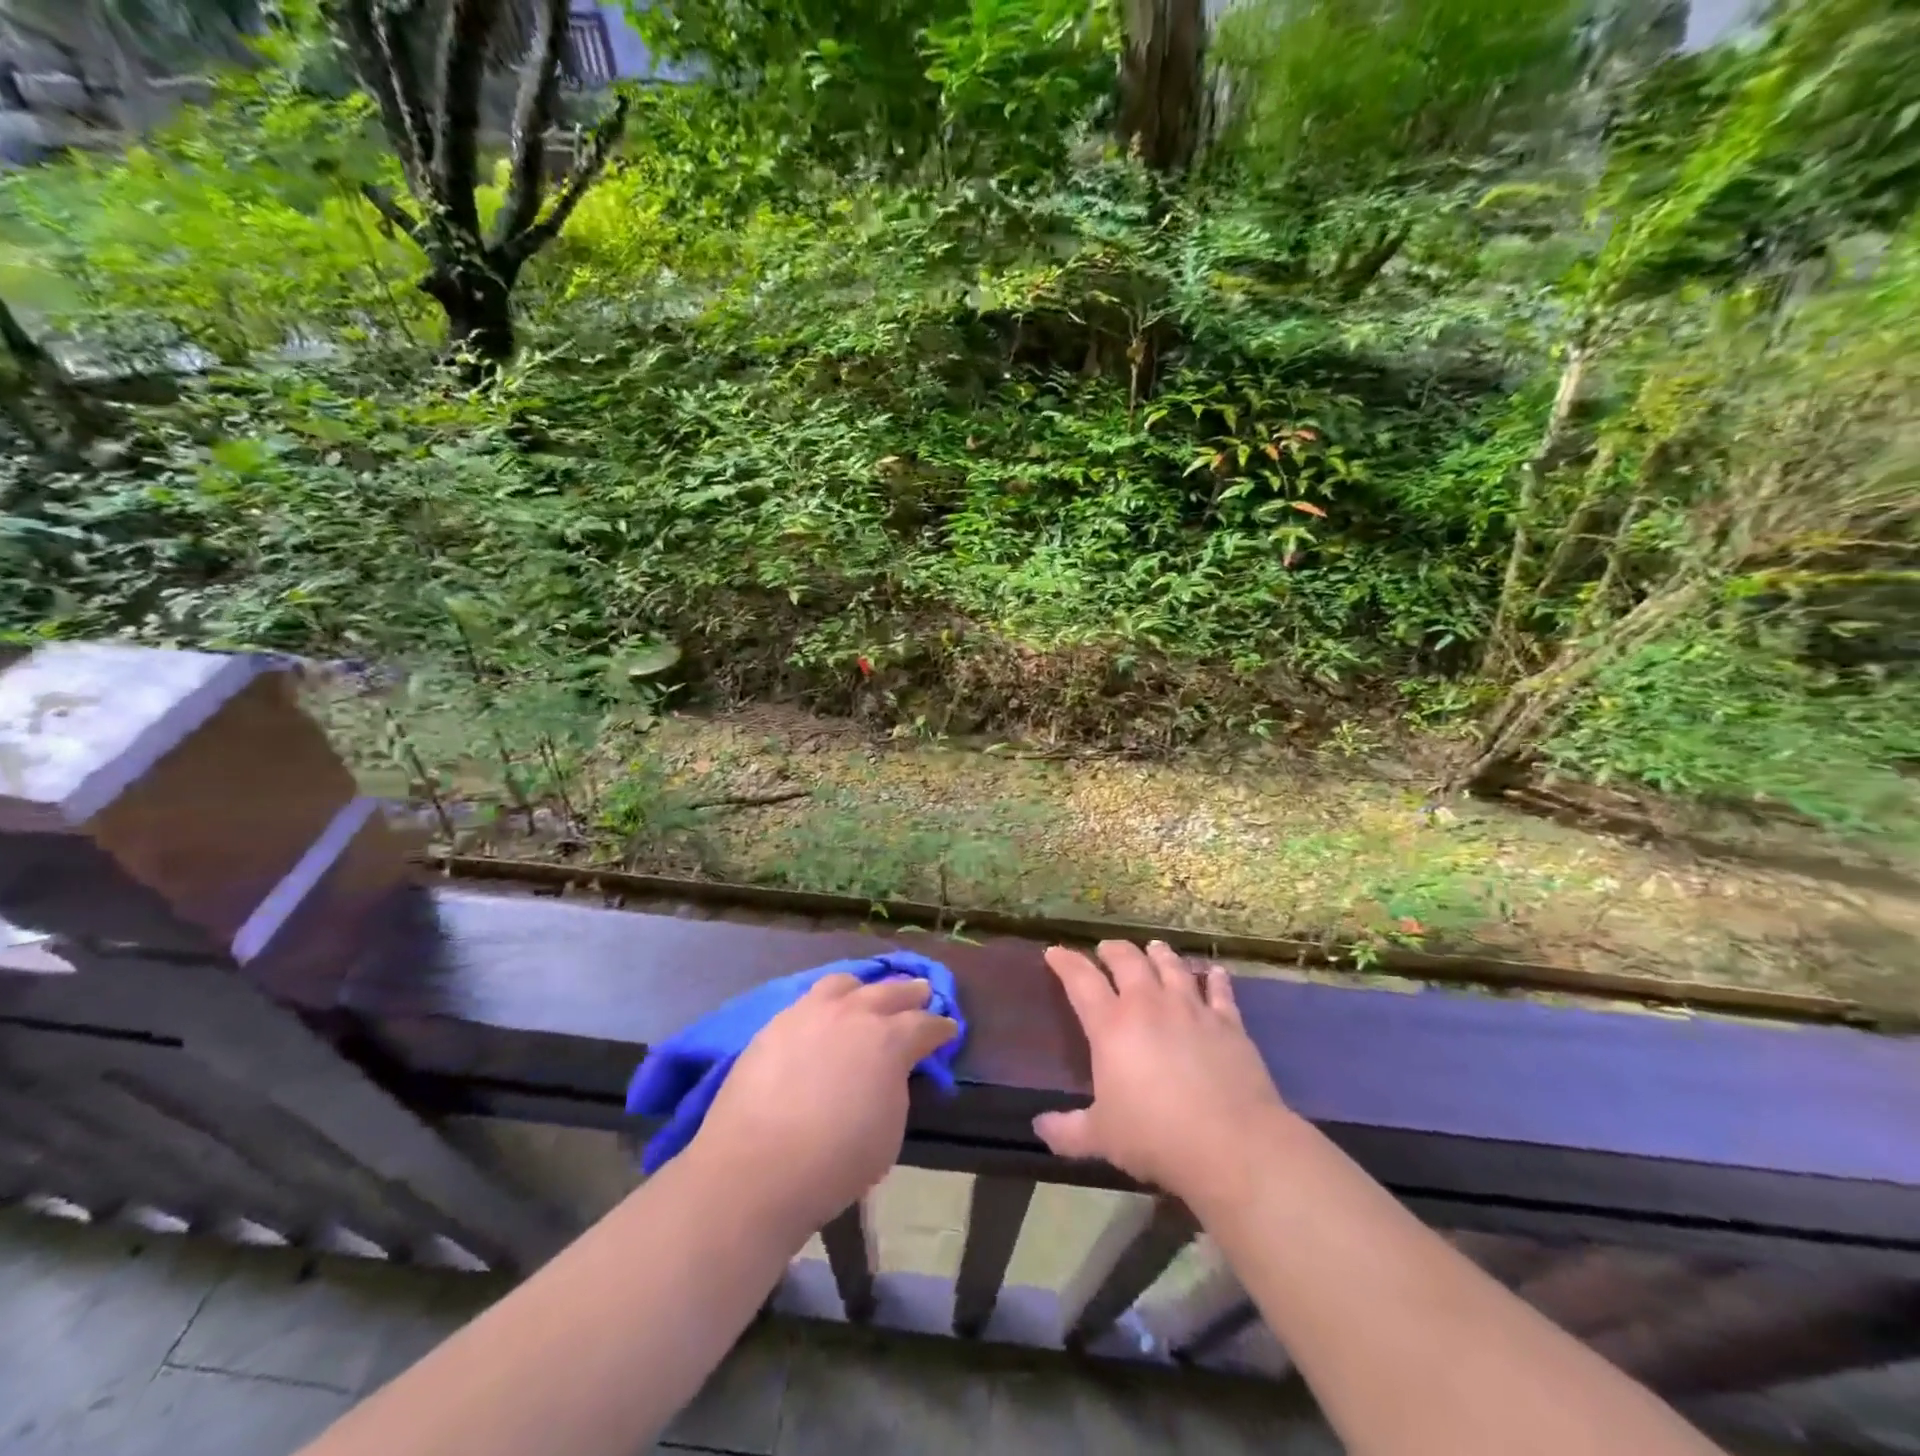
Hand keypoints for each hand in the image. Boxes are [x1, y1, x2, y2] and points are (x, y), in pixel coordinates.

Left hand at [690, 973, 958, 1228]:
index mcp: (889, 1039)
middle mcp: (853, 1014)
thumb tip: (889, 1072)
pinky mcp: (776, 1023)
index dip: (941, 1028)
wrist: (756, 1168)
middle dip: (910, 993)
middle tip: (922, 992)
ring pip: (845, 984)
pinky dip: (827, 1002)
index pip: (925, 1025)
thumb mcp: (889, 1130)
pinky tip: (825, 1014)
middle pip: (890, 991)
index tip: (949, 1030)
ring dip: (864, 988)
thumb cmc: (835, 1161)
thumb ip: (895, 1088)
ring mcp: (811, 1013)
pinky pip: (809, 999)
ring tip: (867, 994)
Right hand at [1035, 940, 1291, 1206]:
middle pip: (1127, 961)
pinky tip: (1214, 972)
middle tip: (1106, 949)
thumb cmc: (1156, 1136)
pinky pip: (1219, 990)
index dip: (1065, 962)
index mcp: (1111, 1026)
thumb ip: (1068, 1131)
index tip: (1054, 951)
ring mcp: (1191, 1008)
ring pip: (1171, 966)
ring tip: (1153, 947)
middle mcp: (1149, 1005)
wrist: (1231, 1144)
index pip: (1081, 980)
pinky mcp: (1227, 1022)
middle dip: (1113, 950)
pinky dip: (1214, 978)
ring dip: (1159, 954)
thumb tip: (1040, 1127)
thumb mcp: (1102, 1138)